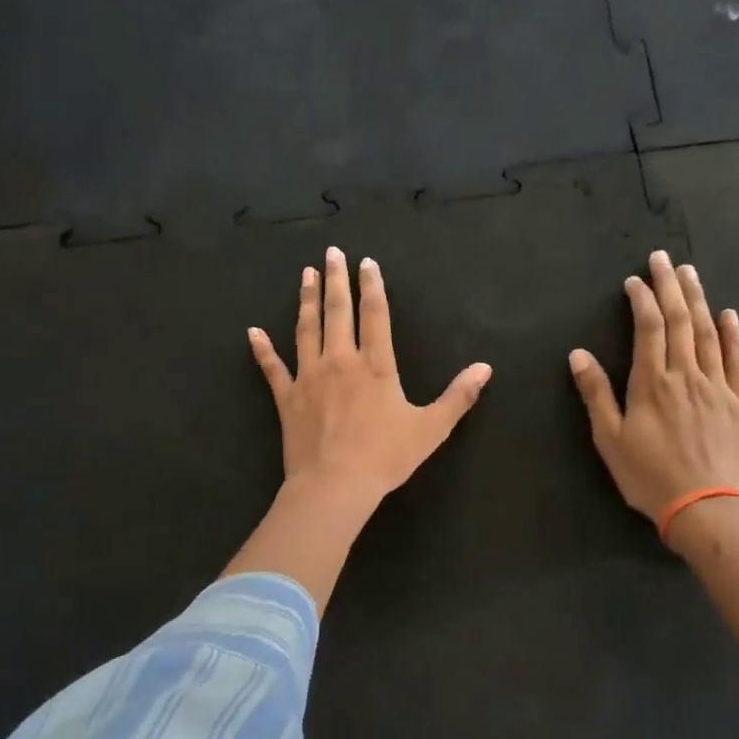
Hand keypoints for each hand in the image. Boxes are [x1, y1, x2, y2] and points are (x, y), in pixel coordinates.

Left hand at [248, 247, 492, 512]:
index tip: (367, 263)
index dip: (372, 286)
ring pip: (306, 330)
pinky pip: (272, 368)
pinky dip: (262, 349)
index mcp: (376, 366)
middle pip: (338, 312)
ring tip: (306, 275)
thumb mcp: (431, 429)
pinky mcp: (287, 398)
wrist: (334, 486)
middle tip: (332, 253)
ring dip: (307, 300)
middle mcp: (340, 361)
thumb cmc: (385, 457)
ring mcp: (309, 377)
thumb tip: (485, 368)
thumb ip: (458, 397)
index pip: (375, 315)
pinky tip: (253, 332)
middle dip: (336, 280)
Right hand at [569, 250, 738, 522]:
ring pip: (709, 332)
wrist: (708, 509)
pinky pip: (738, 360)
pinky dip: (733, 334)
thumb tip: (578, 354)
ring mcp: (719, 386)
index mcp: (652, 382)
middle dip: (669, 286)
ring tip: (690, 274)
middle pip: (680, 320)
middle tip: (664, 258)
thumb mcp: (610, 440)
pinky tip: (729, 314)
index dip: (641, 300)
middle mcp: (687, 374)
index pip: (647, 328)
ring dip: (699, 300)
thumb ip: (596, 393)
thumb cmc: (650, 477)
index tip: (635, 281)